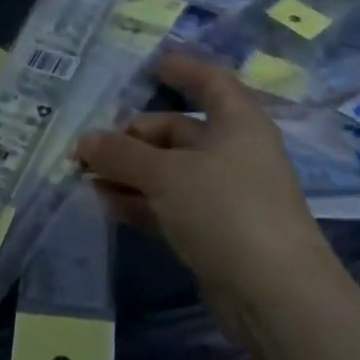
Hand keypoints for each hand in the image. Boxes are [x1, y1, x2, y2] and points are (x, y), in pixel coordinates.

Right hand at [75, 52, 327, 298]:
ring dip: (130, 171)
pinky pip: (171, 204)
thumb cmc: (225, 209)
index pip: (210, 81)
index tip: (150, 65)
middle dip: (132, 137)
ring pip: (169, 171)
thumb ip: (121, 154)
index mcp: (237, 123)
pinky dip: (141, 201)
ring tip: (87, 177)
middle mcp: (233, 152)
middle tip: (90, 148)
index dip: (182, 69)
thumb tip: (85, 141)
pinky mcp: (215, 230)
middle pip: (177, 131)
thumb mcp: (166, 174)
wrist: (274, 294)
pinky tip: (108, 204)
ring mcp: (225, 194)